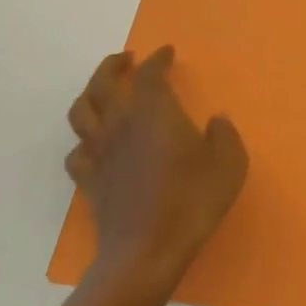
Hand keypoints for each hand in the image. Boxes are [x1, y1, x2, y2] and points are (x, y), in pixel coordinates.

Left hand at [66, 46, 246, 298]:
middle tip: (127, 60)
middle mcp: (120, 124)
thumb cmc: (192, 201)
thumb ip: (224, 135)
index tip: (166, 52)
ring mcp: (99, 153)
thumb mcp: (229, 163)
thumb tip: (216, 121)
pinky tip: (96, 143)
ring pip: (81, 111)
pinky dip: (84, 140)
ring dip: (91, 93)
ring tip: (104, 91)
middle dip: (113, 66)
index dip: (157, 59)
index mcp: (154, 111)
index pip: (149, 74)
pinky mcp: (89, 182)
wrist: (146, 253)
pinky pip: (76, 151)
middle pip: (102, 83)